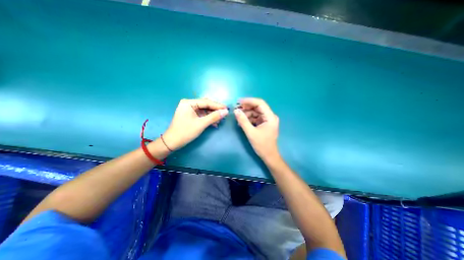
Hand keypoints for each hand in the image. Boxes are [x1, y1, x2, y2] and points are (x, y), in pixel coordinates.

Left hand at [162, 98, 227, 150]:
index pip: (207, 102)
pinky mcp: (190, 115)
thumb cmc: (186, 132)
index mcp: (189, 103)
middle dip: (215, 110)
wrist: (173, 142)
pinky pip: (201, 115)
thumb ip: (214, 117)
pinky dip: (208, 118)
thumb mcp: (201, 124)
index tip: (227, 109)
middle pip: (206, 105)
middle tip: (224, 113)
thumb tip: (226, 112)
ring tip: (220, 120)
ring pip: (204, 110)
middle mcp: (189, 104)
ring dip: (212, 115)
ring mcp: (189, 109)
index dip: (218, 106)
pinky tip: (214, 123)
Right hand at [236, 98, 278, 161]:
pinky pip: (255, 118)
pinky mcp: (264, 124)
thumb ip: (243, 121)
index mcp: (270, 117)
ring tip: (238, 118)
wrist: (269, 156)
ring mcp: (267, 120)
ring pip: (256, 112)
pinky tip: (242, 122)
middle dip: (246, 108)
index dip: (249, 101)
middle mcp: (270, 116)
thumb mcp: (251, 133)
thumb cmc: (262, 145)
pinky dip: (249, 119)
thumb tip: (236, 111)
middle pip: (257, 107)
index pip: (260, 103)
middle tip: (236, 110)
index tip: (238, 102)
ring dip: (246, 114)